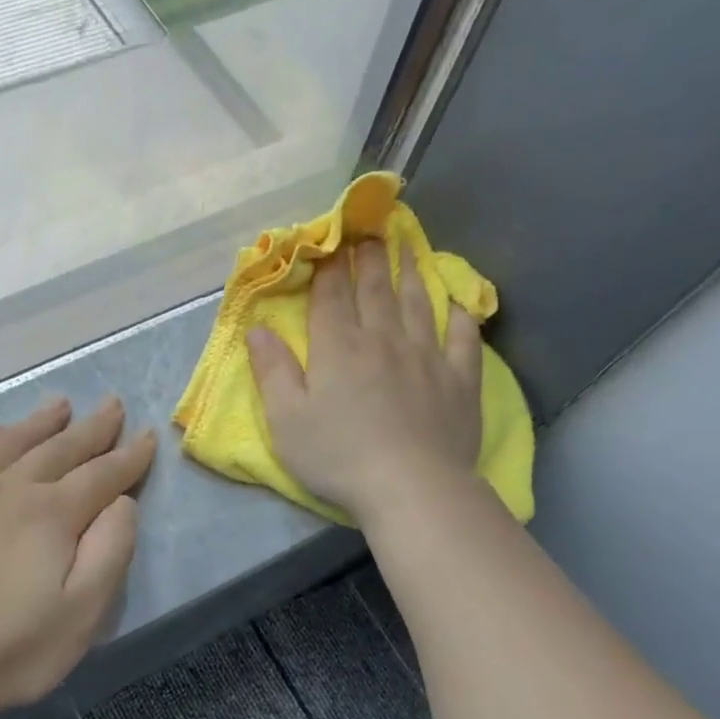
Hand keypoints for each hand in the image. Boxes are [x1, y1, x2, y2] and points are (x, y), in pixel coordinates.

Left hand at [0, 397, 156, 716]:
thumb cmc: (15, 647)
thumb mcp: (84, 611)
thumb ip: (110, 550)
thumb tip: (121, 502)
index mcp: (52, 513)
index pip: (101, 474)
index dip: (128, 456)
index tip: (146, 436)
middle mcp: (9, 488)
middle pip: (58, 448)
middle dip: (91, 428)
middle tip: (111, 404)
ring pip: (8, 443)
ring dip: (38, 423)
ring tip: (59, 404)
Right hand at [248, 239, 483, 527]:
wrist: (410, 486)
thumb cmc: (338, 456)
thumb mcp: (286, 420)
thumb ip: (272, 371)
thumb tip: (256, 329)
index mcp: (338, 348)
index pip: (331, 297)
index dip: (328, 267)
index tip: (330, 241)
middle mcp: (383, 339)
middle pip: (375, 291)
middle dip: (369, 259)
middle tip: (371, 232)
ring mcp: (426, 356)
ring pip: (418, 304)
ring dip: (412, 273)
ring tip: (408, 249)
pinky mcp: (459, 379)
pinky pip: (463, 338)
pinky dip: (462, 316)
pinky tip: (460, 304)